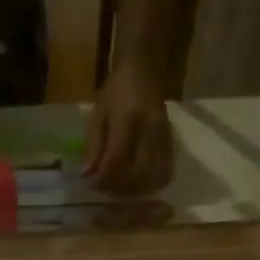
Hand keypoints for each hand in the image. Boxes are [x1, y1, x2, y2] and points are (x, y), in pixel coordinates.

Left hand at [84, 62, 173, 195]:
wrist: (144, 70)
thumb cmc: (116, 90)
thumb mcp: (97, 113)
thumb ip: (93, 145)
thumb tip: (88, 175)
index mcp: (128, 120)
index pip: (116, 161)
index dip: (103, 179)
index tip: (92, 185)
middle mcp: (149, 131)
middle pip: (137, 174)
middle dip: (119, 188)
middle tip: (106, 188)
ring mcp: (164, 138)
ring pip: (153, 177)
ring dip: (135, 189)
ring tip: (120, 187)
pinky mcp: (172, 143)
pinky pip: (164, 173)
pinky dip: (149, 184)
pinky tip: (136, 182)